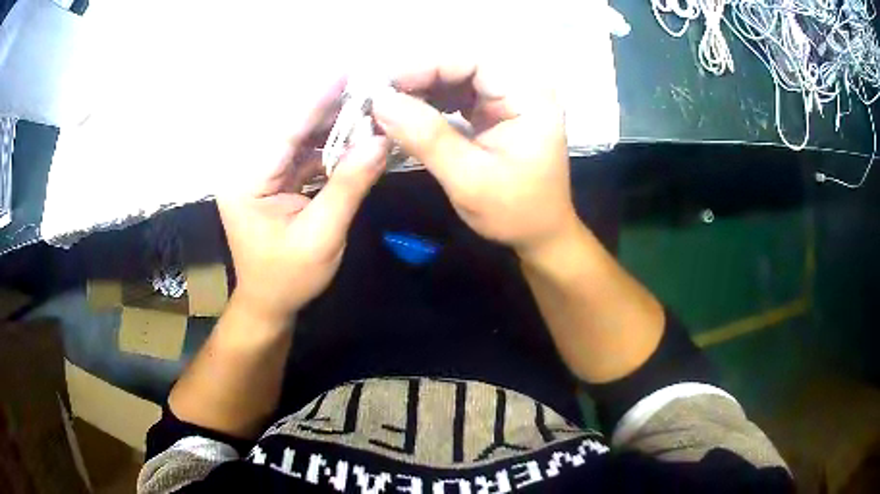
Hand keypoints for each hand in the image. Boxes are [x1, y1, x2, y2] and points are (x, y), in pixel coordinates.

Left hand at [218, 77, 387, 324]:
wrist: (269, 303)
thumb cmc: (289, 278)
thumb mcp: (322, 236)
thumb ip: (348, 186)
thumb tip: (380, 142)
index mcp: (248, 181)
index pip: (286, 130)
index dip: (317, 99)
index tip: (346, 71)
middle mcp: (248, 169)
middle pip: (292, 129)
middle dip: (330, 108)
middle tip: (369, 89)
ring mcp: (260, 174)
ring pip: (300, 139)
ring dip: (333, 125)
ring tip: (368, 108)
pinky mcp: (272, 180)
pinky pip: (303, 154)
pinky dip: (329, 146)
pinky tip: (354, 136)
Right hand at [370, 57, 579, 254]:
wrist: (540, 234)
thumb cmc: (514, 211)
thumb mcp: (468, 179)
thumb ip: (426, 137)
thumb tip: (379, 102)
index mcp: (528, 98)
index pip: (474, 62)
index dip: (426, 67)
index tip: (384, 87)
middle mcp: (522, 89)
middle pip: (464, 67)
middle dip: (420, 80)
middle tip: (379, 99)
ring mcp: (510, 99)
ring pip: (458, 80)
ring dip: (422, 92)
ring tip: (388, 108)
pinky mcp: (497, 112)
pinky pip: (460, 96)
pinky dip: (433, 105)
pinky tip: (409, 116)